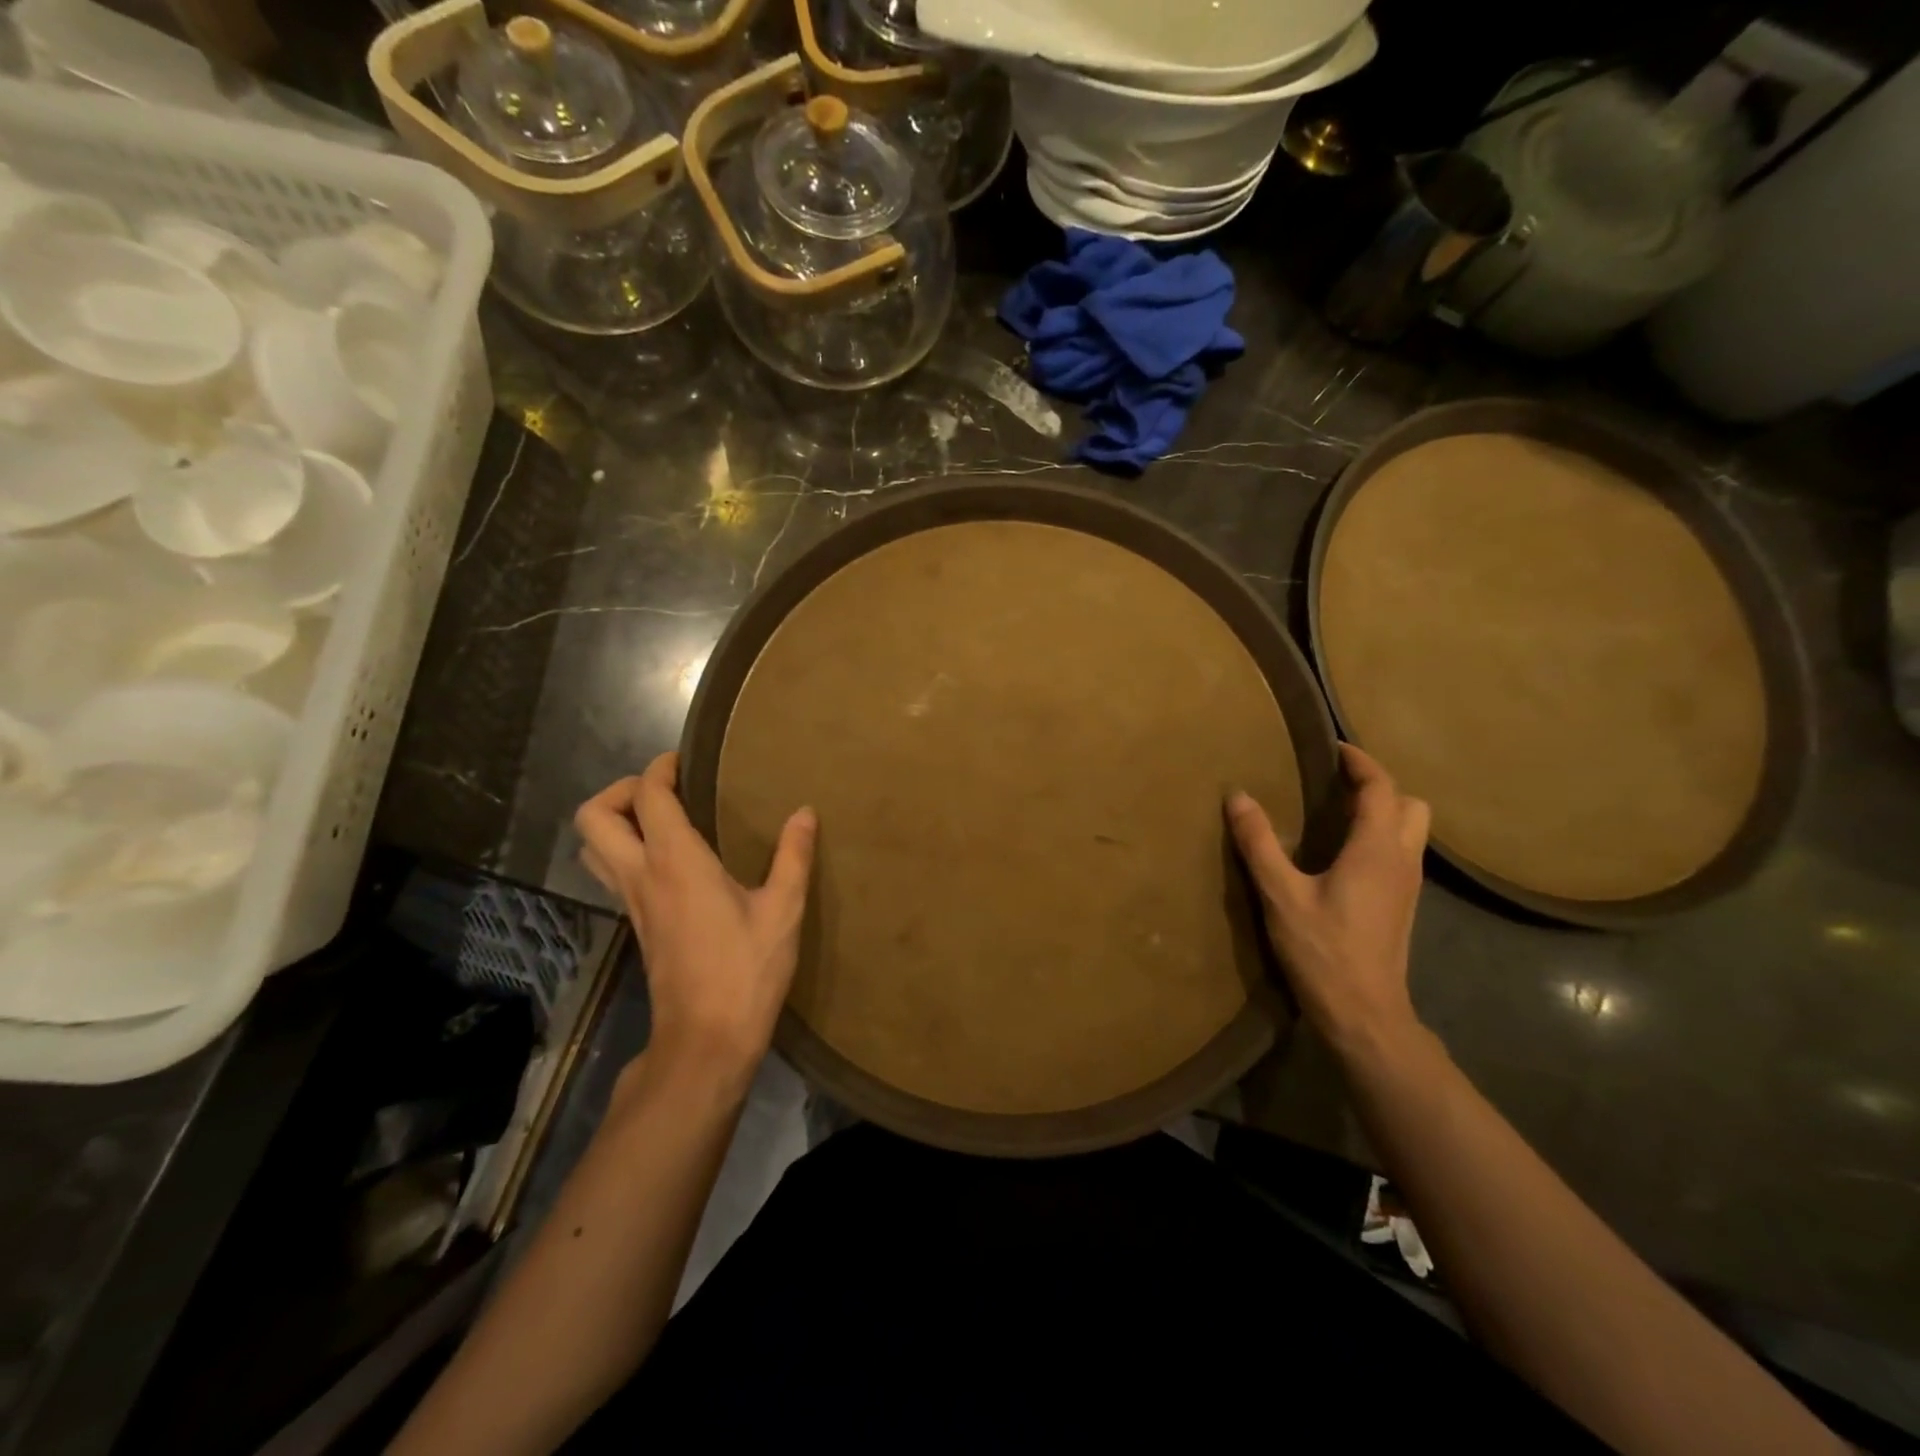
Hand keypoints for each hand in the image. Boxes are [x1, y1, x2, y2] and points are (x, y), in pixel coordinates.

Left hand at [575, 752, 815, 1092]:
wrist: (706, 1040)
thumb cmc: (746, 971)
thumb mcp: (783, 910)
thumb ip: (793, 856)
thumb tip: (804, 813)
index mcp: (675, 862)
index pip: (647, 796)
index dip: (659, 769)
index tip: (685, 760)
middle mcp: (641, 876)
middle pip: (593, 818)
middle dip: (620, 791)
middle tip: (665, 790)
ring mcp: (632, 904)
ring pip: (593, 849)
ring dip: (615, 823)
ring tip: (662, 820)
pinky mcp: (637, 926)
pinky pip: (612, 874)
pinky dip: (626, 851)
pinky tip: (672, 861)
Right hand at [1227, 743, 1430, 1060]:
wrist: (1365, 1014)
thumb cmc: (1323, 950)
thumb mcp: (1281, 895)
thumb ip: (1259, 843)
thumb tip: (1238, 797)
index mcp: (1375, 850)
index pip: (1381, 788)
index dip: (1360, 761)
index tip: (1332, 747)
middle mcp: (1401, 860)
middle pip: (1411, 804)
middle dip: (1380, 785)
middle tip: (1338, 782)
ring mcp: (1408, 885)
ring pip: (1412, 830)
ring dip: (1385, 810)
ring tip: (1339, 811)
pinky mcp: (1403, 905)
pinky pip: (1401, 852)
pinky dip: (1381, 835)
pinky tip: (1344, 852)